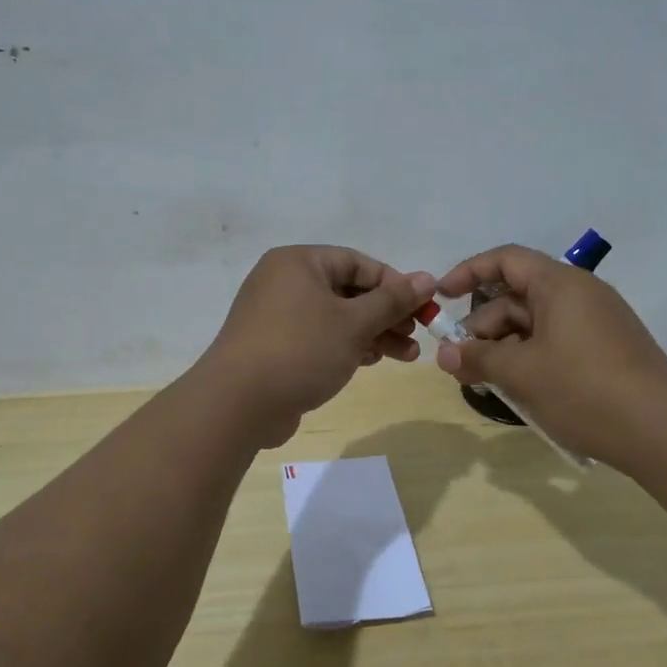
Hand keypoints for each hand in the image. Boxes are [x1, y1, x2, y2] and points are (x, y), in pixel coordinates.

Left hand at [197, 245, 436, 446]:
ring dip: (373, 334)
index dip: (395, 284)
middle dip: (386, 314)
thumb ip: (393, 300)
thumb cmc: (301, 350)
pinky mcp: (276, 347)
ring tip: (406, 356)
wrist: (238, 404)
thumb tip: (428, 278)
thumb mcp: (354, 323)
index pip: (358, 262)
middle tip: (416, 335)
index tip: (422, 307)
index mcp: (299, 263)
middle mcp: (285, 282)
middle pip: (349, 291)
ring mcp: (277, 316)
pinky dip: (347, 346)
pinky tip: (372, 361)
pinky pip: (320, 338)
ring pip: (337, 318)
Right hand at [433, 244, 666, 469]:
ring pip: (536, 324)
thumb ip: (478, 358)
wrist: (664, 432)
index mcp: (560, 284)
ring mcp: (598, 322)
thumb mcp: (521, 373)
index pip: (506, 260)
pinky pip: (557, 341)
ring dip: (505, 348)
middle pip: (517, 297)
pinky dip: (531, 358)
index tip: (441, 297)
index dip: (468, 272)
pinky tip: (519, 389)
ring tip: (486, 383)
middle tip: (459, 363)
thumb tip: (445, 355)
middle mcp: (581, 294)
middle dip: (483, 327)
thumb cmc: (585, 390)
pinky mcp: (608, 350)